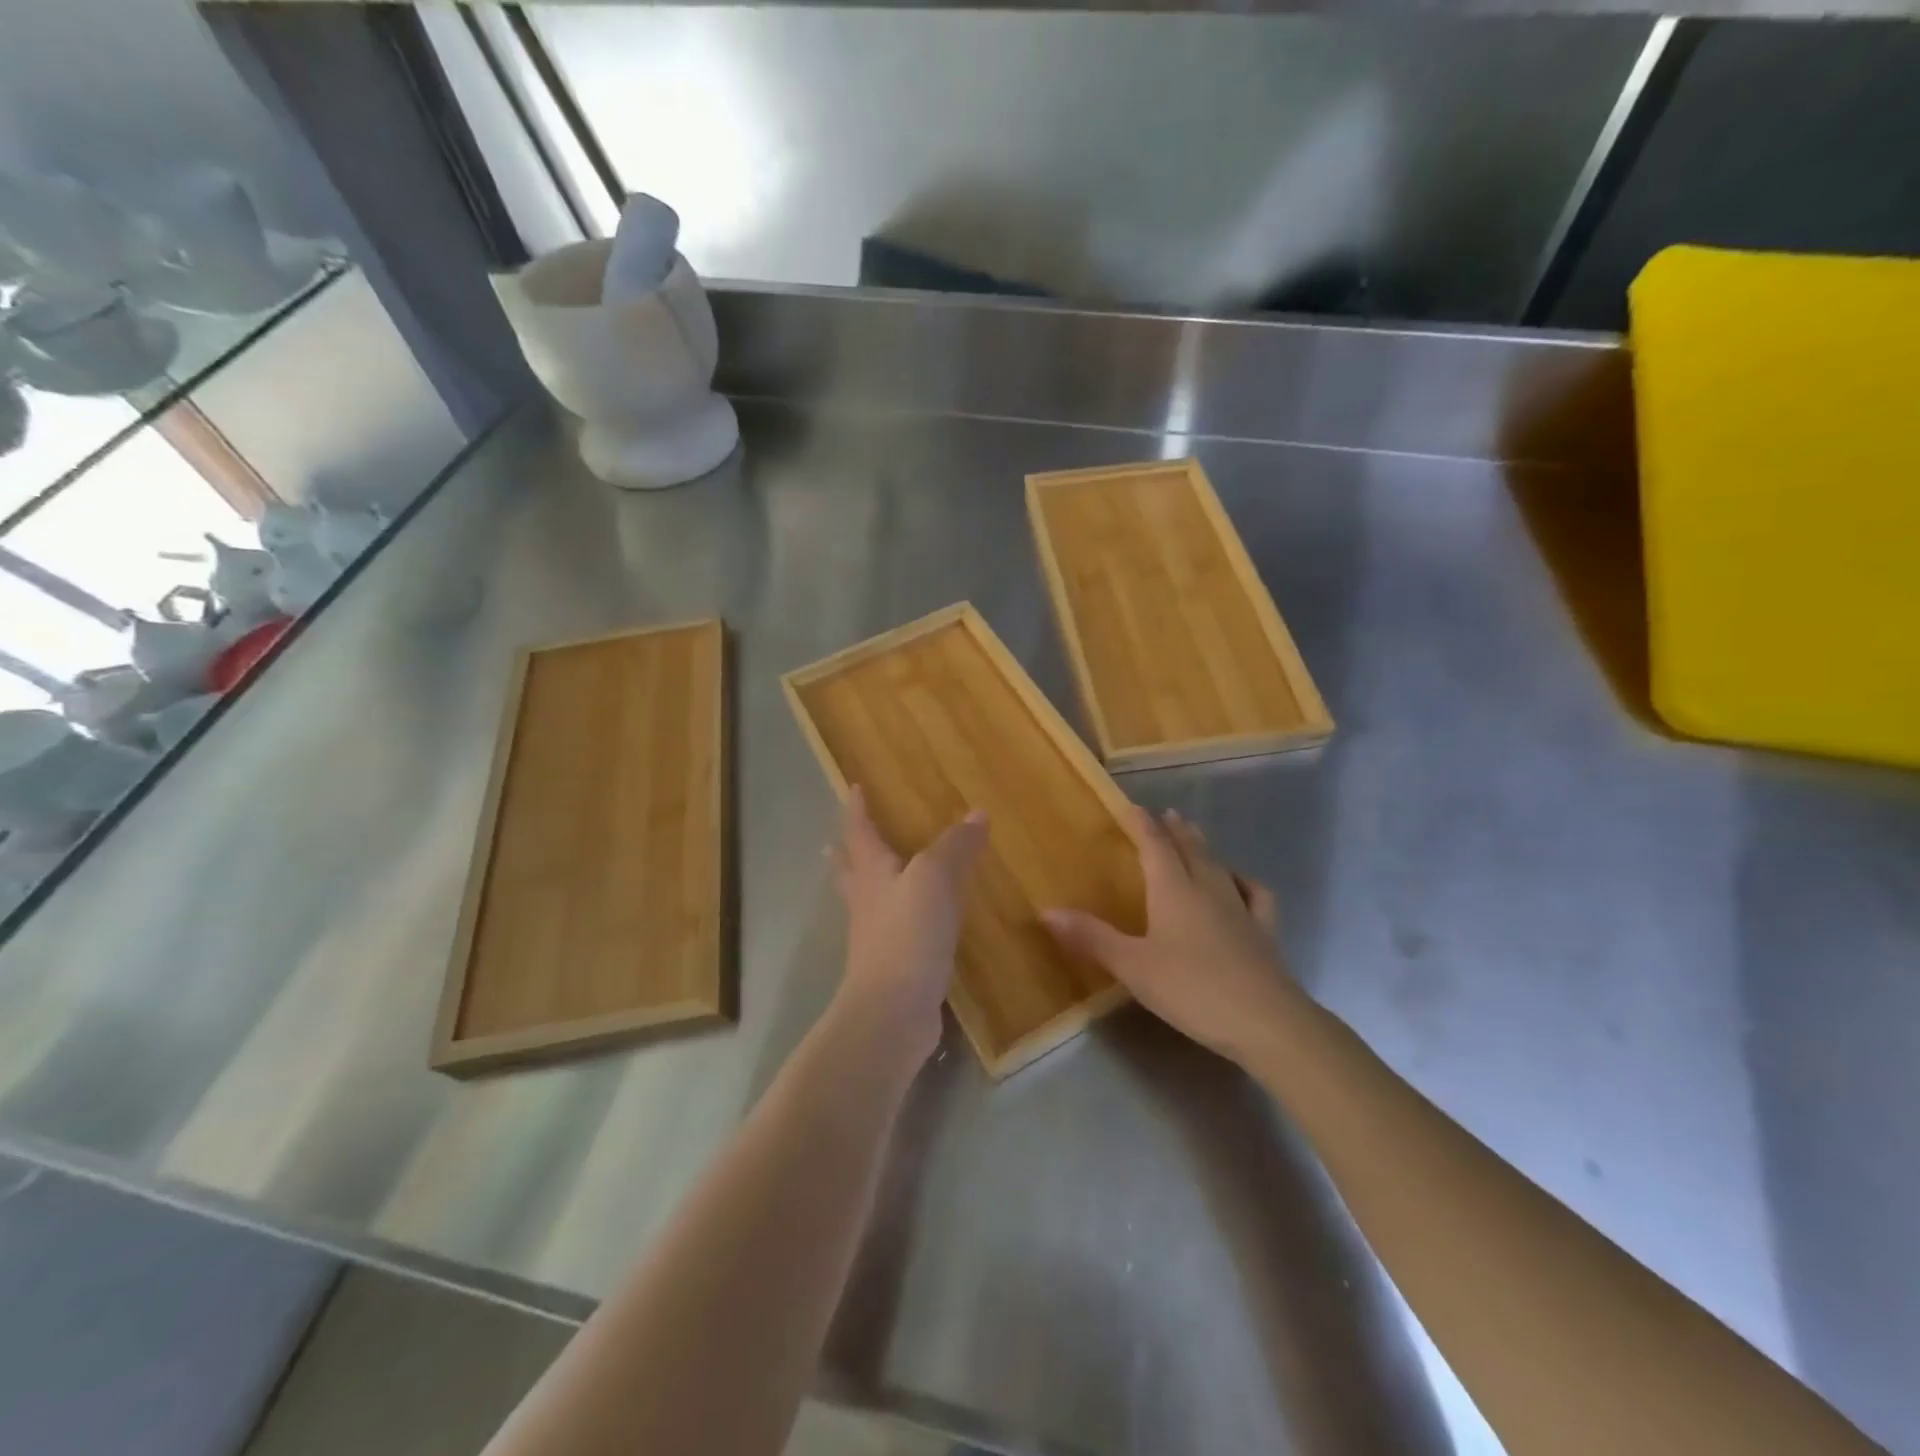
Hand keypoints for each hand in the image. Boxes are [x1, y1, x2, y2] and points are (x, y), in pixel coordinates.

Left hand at [831, 786, 988, 1063]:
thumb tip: (977, 813)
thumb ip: (956, 846)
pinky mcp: (893, 967)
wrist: (893, 1011)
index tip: (854, 788)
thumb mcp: (936, 879)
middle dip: (846, 853)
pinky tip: (916, 926)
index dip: (858, 809)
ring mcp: (876, 938)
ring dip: (868, 887)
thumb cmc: (908, 934)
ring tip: (876, 879)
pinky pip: (894, 933)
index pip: (860, 832)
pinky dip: (899, 920)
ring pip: (868, 902)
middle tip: (836, 842)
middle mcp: (867, 902)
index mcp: (872, 874)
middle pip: (851, 871)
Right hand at [1044, 805, 1295, 1064]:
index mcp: (1173, 890)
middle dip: (1175, 830)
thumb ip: (1092, 937)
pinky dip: (1243, 881)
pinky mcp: (1264, 931)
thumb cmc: (1192, 989)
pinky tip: (1240, 884)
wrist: (1266, 1021)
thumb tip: (1047, 911)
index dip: (1141, 825)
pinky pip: (1255, 894)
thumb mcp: (1133, 966)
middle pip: (1190, 849)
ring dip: (1204, 848)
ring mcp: (1240, 908)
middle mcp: (1207, 889)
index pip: (1155, 846)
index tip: (1131, 807)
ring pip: (1219, 866)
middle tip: (1167, 814)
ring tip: (1196, 837)